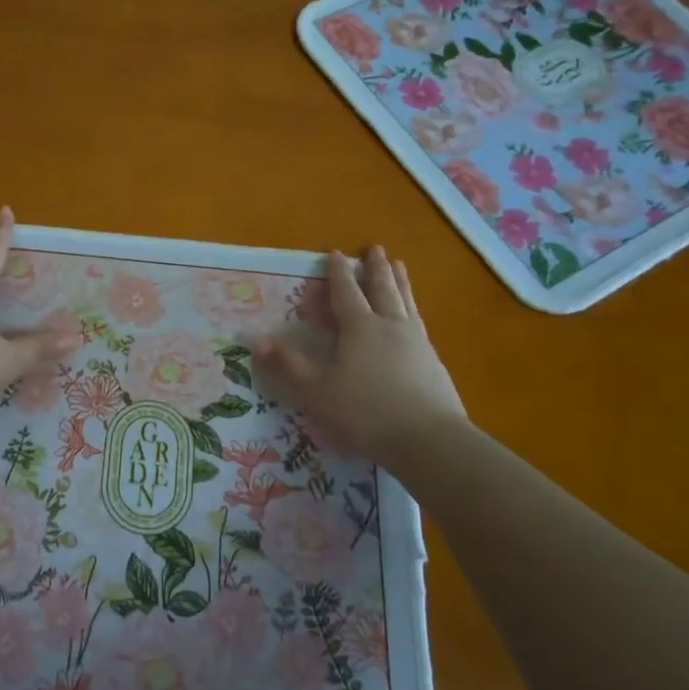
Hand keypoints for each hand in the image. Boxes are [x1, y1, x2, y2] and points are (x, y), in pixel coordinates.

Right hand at [254, 246, 466, 464]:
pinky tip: (414, 318)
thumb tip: (255, 339)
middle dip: (375, 267)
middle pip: (382, 288)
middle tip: (374, 248)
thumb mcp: (316, 391)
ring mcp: (416, 343)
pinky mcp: (433, 363)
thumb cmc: (365, 412)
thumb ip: (287, 364)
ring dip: (400, 282)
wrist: (429, 441)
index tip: (335, 252)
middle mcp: (390, 326)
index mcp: (360, 327)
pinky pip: (419, 324)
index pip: (346, 292)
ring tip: (400, 266)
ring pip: (406, 302)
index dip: (337, 272)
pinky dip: (413, 310)